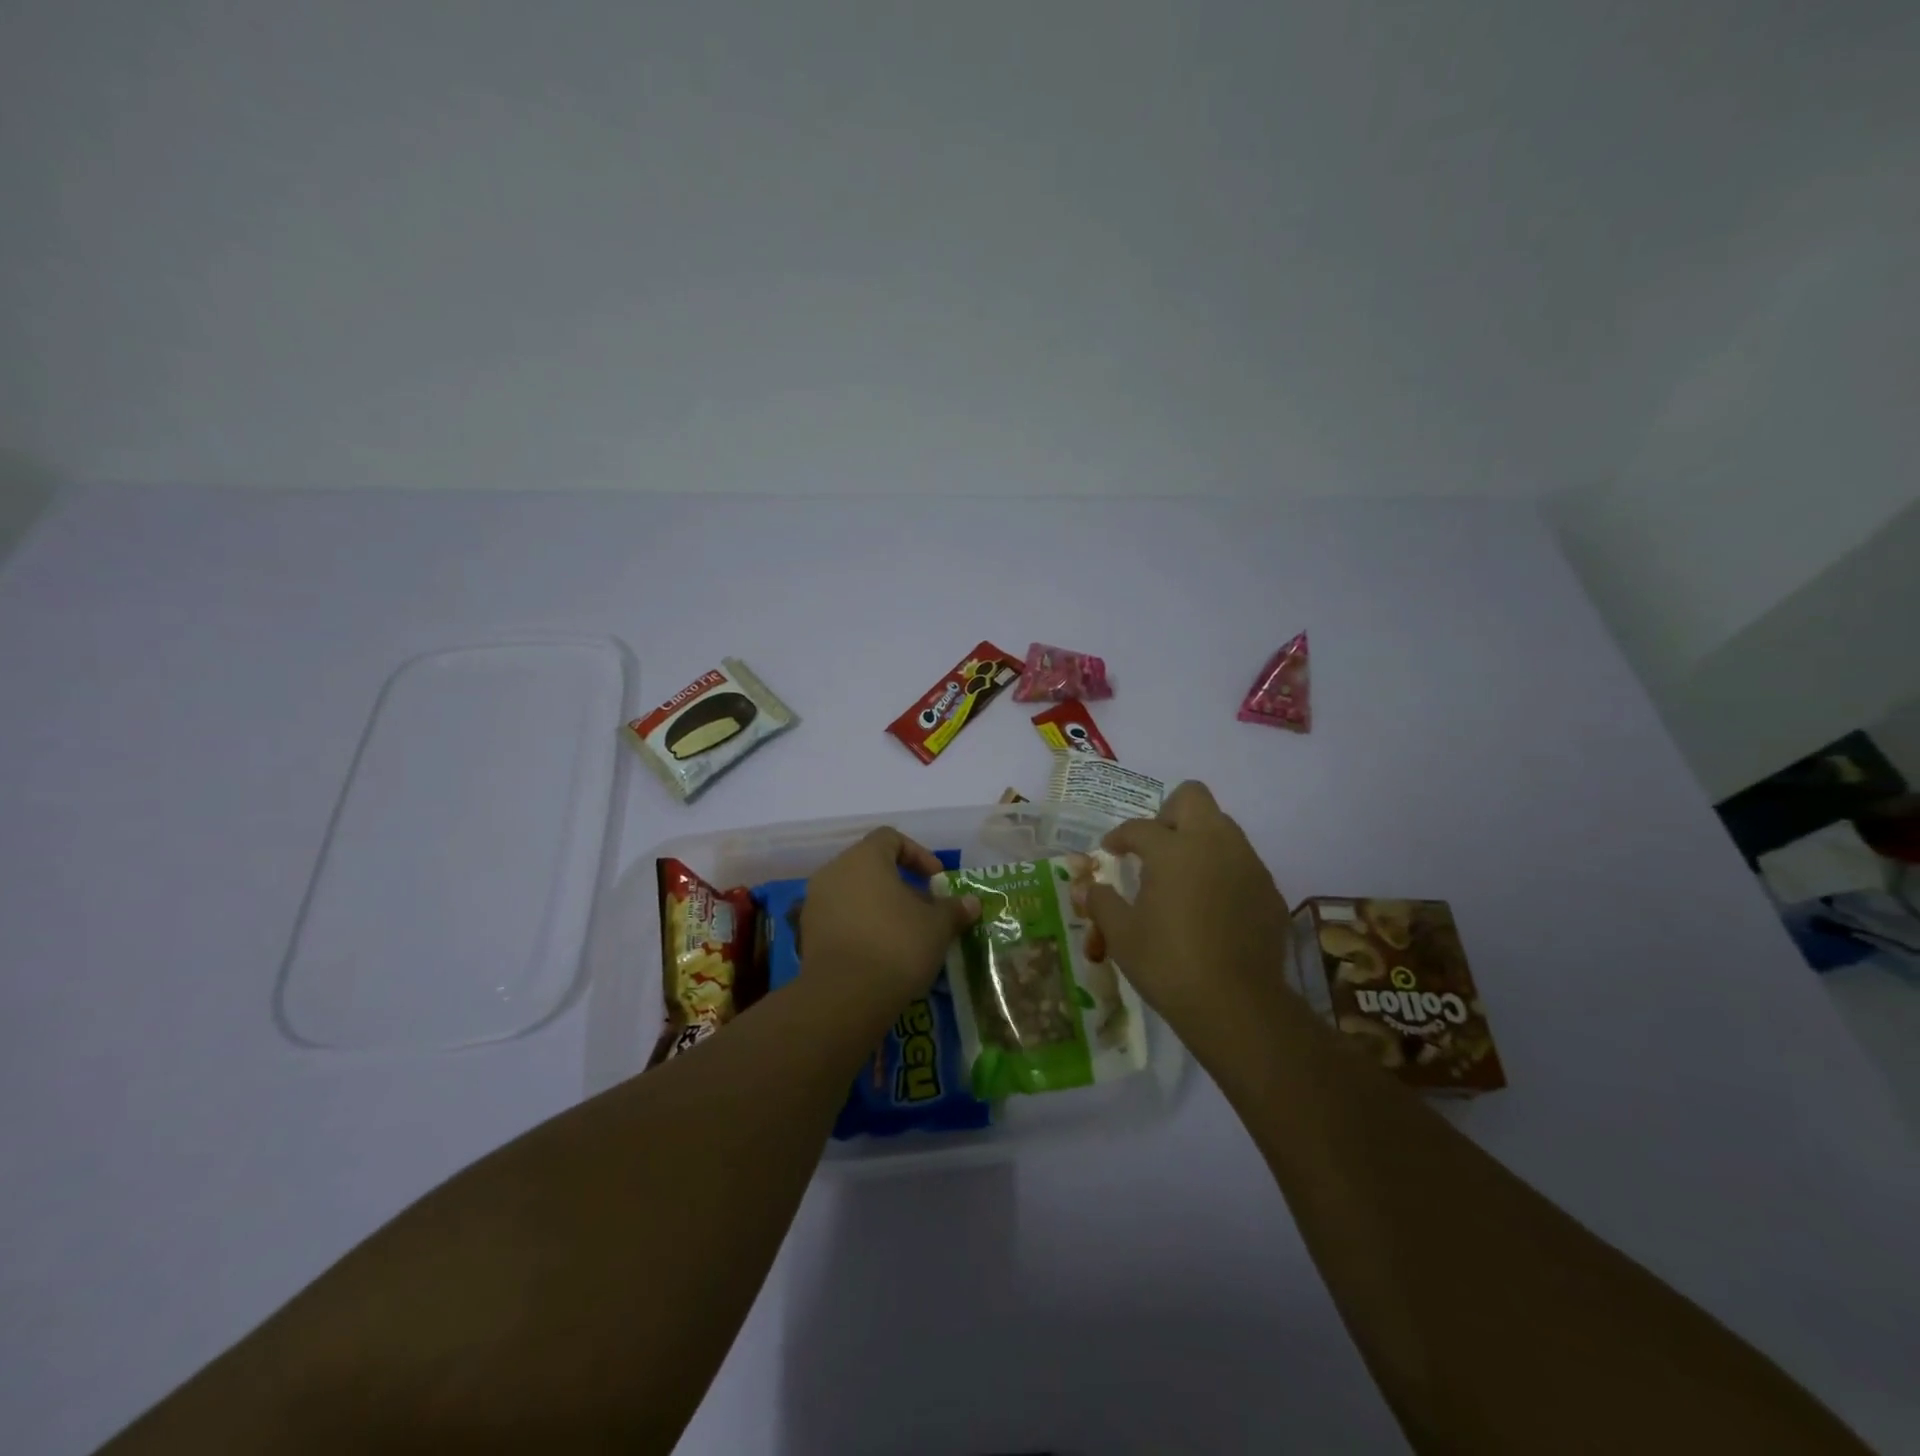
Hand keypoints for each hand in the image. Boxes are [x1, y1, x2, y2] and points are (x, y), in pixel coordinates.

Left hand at [800, 828, 979, 1014]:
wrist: (846, 996)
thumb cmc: (897, 944)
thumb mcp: (937, 926)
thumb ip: (954, 909)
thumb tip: (971, 903)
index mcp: (864, 857)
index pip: (891, 838)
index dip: (918, 854)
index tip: (937, 880)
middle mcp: (834, 871)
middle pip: (870, 866)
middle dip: (900, 884)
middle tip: (924, 908)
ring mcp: (815, 902)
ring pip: (854, 893)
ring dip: (880, 906)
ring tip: (905, 932)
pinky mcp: (807, 934)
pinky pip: (840, 918)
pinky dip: (861, 926)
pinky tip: (880, 951)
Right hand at [1074, 781, 1292, 1029]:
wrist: (1237, 1006)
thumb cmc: (1169, 964)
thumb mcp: (1121, 935)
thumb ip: (1102, 903)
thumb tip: (1088, 888)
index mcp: (1173, 850)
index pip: (1139, 828)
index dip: (1119, 837)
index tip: (1110, 851)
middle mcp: (1214, 844)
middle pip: (1193, 798)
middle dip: (1168, 814)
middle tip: (1154, 847)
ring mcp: (1248, 864)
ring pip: (1223, 827)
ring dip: (1198, 839)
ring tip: (1181, 876)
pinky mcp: (1269, 890)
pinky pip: (1242, 862)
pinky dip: (1223, 870)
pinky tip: (1211, 906)